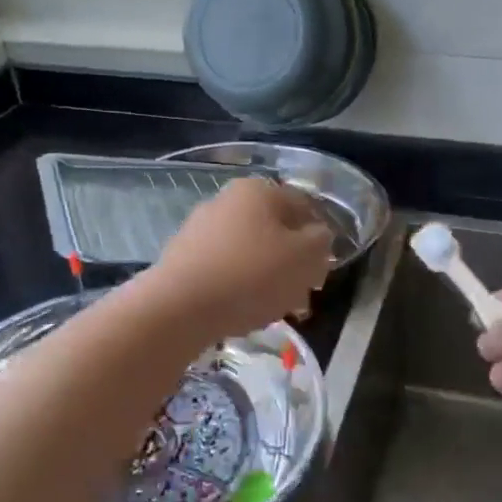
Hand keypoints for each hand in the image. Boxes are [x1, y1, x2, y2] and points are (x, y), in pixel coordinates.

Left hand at [149, 179, 334, 339]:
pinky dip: (238, 286)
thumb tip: (317, 237)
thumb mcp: (306, 258)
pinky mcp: (182, 257)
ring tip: (273, 309)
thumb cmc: (251, 275)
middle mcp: (226, 200)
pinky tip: (242, 311)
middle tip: (301, 295)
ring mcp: (200, 228)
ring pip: (249, 252)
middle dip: (291, 263)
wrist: (179, 306)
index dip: (320, 238)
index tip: (322, 270)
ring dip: (266, 278)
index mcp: (259, 190)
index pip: (304, 207)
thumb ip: (321, 243)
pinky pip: (223, 269)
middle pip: (274, 231)